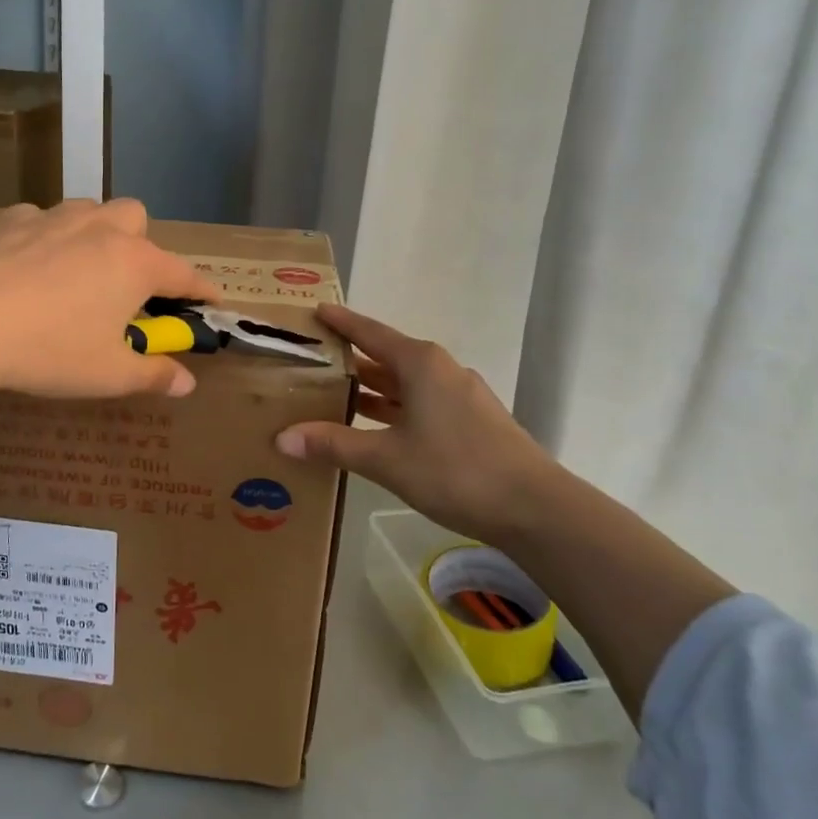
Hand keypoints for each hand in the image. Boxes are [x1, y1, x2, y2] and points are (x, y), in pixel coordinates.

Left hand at [0, 199, 219, 399]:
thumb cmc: (48, 350)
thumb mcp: (107, 374)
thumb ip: (153, 375)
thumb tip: (186, 383)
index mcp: (134, 263)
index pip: (183, 274)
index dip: (202, 290)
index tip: (212, 302)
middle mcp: (100, 229)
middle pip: (137, 218)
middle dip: (142, 245)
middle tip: (126, 285)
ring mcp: (53, 217)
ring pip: (89, 211)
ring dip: (95, 234)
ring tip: (78, 270)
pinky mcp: (10, 219)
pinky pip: (40, 219)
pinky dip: (45, 237)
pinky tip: (26, 266)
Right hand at [274, 305, 556, 541]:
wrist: (535, 507)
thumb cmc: (456, 470)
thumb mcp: (386, 458)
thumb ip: (334, 444)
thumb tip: (282, 438)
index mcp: (420, 363)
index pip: (370, 332)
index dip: (341, 322)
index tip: (315, 311)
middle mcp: (441, 369)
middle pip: (387, 356)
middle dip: (352, 359)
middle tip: (313, 361)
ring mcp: (460, 395)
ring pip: (406, 383)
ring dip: (373, 388)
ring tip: (335, 394)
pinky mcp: (472, 421)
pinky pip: (422, 403)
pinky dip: (395, 408)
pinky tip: (378, 428)